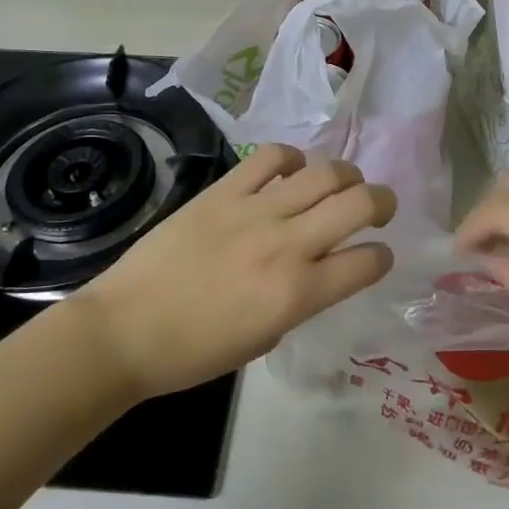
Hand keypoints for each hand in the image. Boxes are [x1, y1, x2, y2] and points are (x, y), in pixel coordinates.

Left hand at [78, 144, 396, 397]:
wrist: (126, 330)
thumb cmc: (194, 352)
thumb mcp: (265, 339)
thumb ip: (301, 299)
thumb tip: (316, 269)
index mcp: (298, 294)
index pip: (367, 262)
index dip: (382, 258)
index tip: (377, 255)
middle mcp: (286, 245)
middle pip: (358, 203)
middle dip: (382, 201)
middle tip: (378, 207)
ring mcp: (254, 210)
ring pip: (323, 172)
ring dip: (345, 176)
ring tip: (341, 184)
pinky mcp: (224, 190)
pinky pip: (271, 157)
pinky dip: (291, 158)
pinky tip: (291, 171)